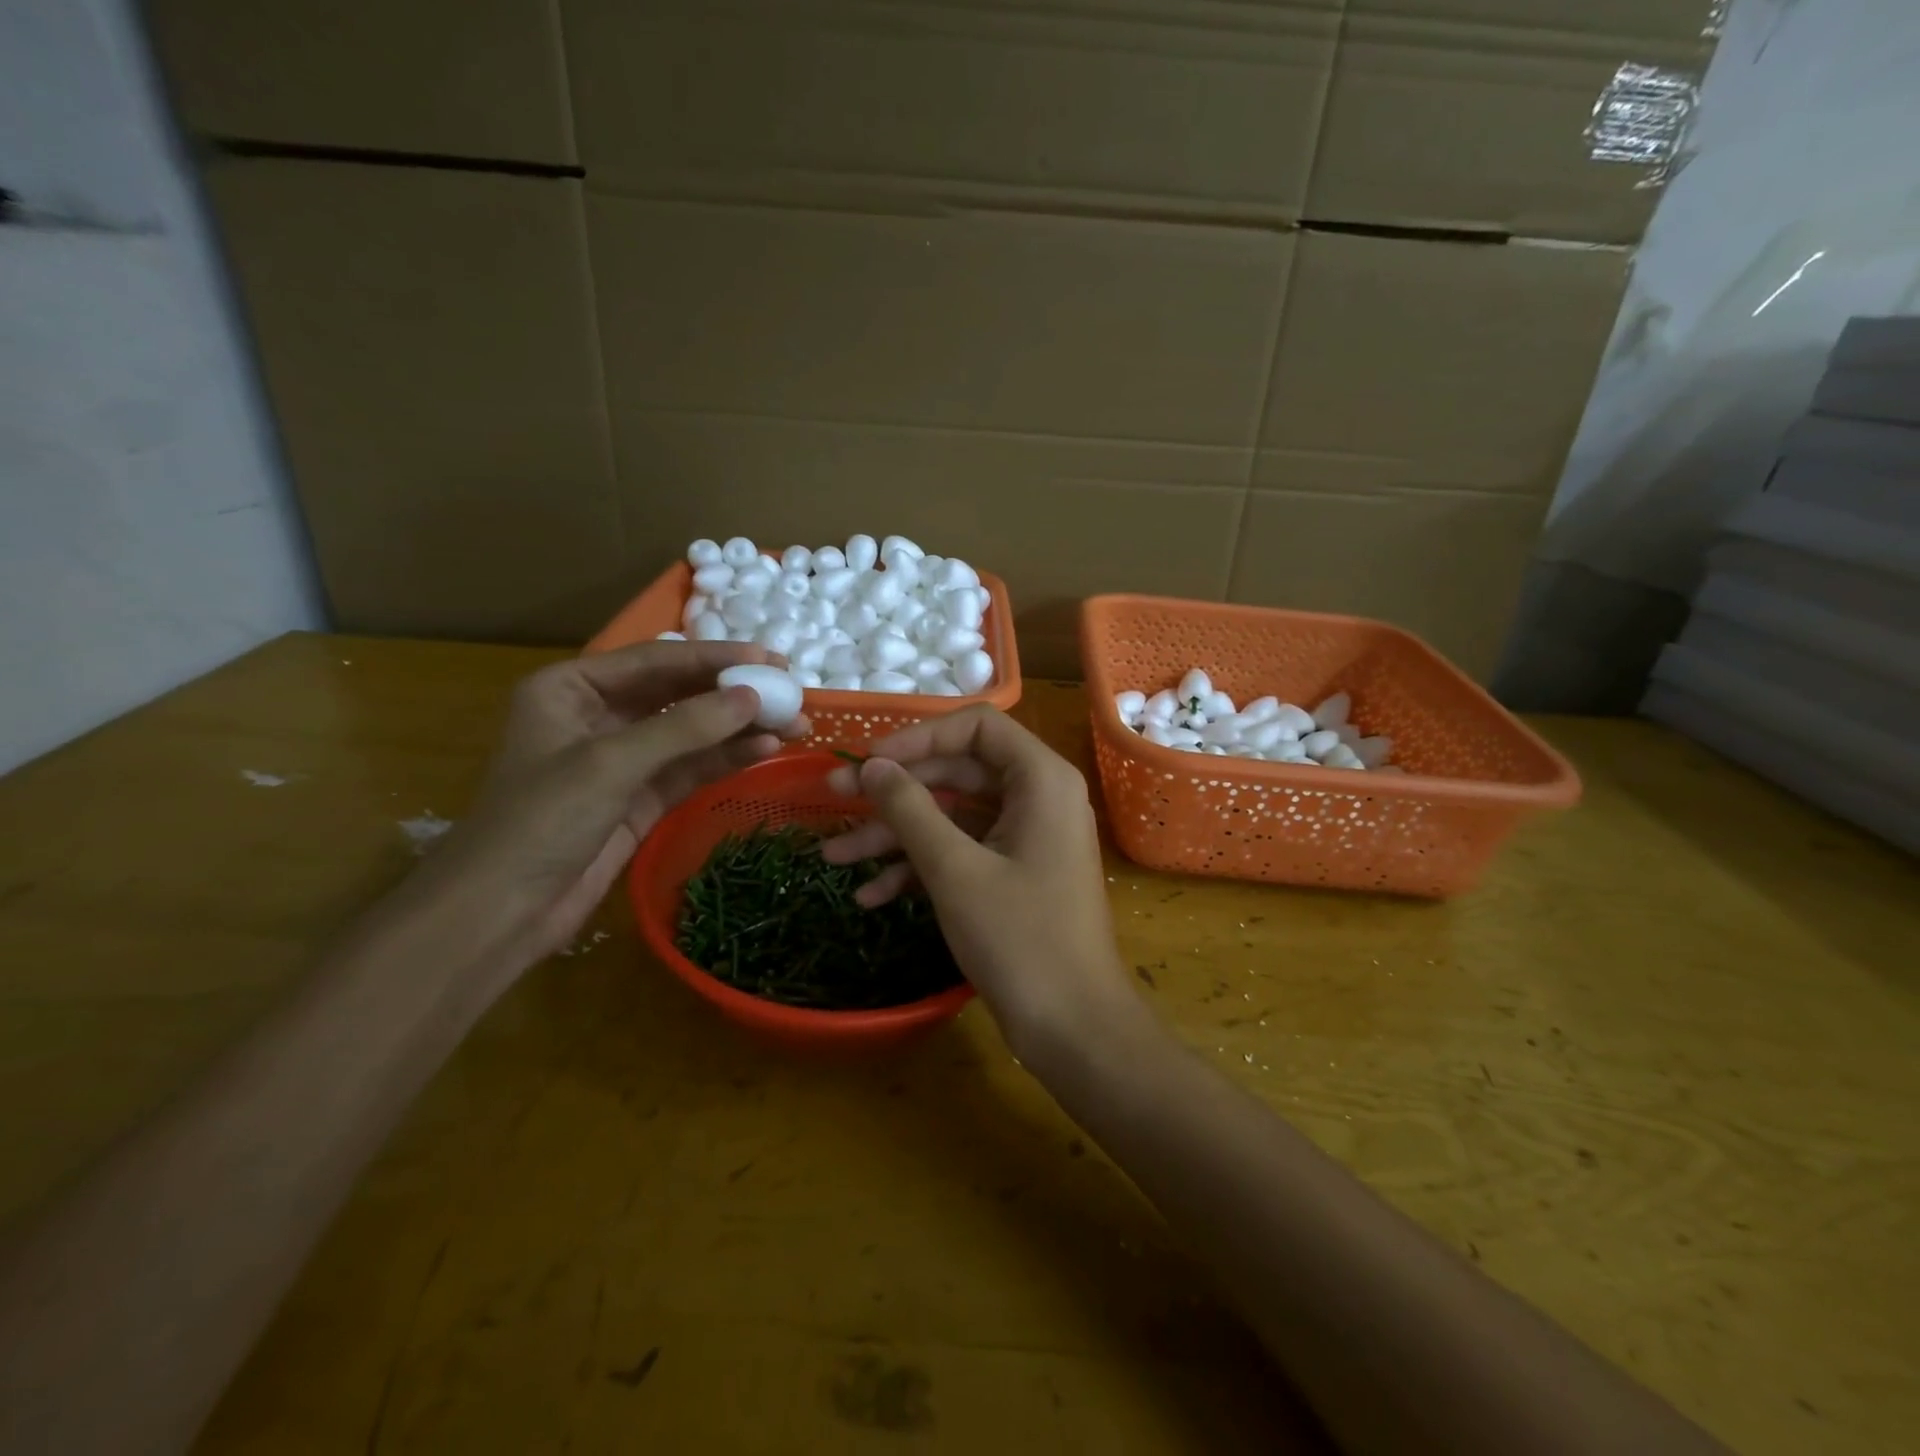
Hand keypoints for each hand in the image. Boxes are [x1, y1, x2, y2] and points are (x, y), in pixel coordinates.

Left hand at [412, 641, 807, 966]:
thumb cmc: (541, 820)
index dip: (717, 657)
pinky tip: (766, 751)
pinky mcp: (641, 797)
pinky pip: (692, 767)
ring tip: (795, 724)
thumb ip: (686, 727)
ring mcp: (623, 759)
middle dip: (734, 693)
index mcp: (572, 687)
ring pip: (692, 732)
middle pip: (679, 693)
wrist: (502, 912)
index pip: (657, 660)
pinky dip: (727, 759)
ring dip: (740, 728)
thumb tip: (753, 697)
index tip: (771, 660)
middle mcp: (599, 714)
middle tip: (790, 691)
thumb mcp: (611, 763)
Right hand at [821, 706, 1141, 1058]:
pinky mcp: (1013, 875)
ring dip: (895, 835)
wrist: (1073, 1028)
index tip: (869, 762)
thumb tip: (872, 766)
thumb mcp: (954, 869)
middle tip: (832, 799)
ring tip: (833, 856)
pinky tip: (870, 895)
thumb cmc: (1020, 938)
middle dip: (894, 790)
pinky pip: (962, 854)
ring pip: (952, 818)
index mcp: (1040, 779)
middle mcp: (1038, 798)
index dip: (918, 736)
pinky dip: (919, 868)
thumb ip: (910, 809)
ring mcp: (1025, 839)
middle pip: (957, 772)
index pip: (976, 726)